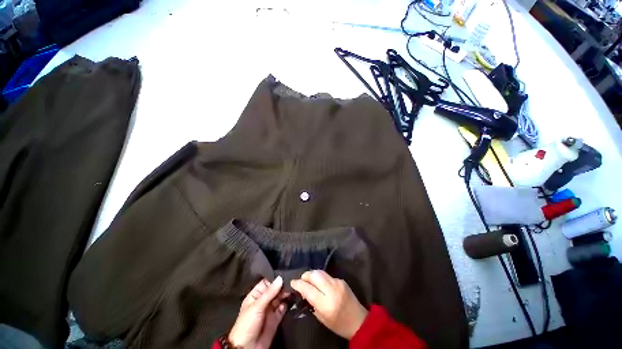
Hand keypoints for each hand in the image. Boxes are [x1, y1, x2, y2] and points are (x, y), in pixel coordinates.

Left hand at [228, 276, 287, 348]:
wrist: (248, 348)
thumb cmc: (247, 324)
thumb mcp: (257, 306)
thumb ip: (269, 292)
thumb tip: (280, 278)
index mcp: (256, 295)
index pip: (267, 282)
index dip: (276, 278)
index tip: (286, 273)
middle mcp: (264, 300)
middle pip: (275, 289)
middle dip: (283, 285)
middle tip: (293, 280)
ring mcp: (270, 309)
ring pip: (280, 297)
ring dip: (287, 293)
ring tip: (295, 288)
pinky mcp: (276, 318)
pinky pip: (284, 308)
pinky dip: (289, 303)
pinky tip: (293, 298)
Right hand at [290, 270, 367, 339]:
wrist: (359, 321)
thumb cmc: (338, 324)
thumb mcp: (322, 318)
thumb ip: (312, 302)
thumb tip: (303, 291)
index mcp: (326, 304)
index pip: (308, 289)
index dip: (298, 284)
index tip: (292, 282)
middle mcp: (332, 290)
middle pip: (315, 275)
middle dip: (306, 275)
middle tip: (301, 280)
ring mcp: (338, 283)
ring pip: (321, 272)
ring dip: (312, 274)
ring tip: (308, 280)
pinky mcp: (341, 280)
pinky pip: (327, 275)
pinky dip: (321, 278)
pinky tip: (320, 283)